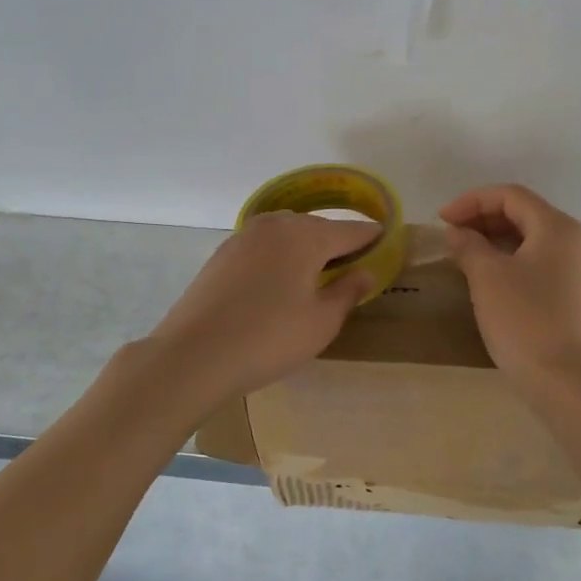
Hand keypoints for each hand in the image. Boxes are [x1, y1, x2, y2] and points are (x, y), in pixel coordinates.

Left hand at [143, 211, 379, 405]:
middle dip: (336, 242)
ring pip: (286, 234)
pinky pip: (263, 247)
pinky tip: (278, 282)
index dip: (371, 237)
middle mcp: (275, 225)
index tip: (387, 241)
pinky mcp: (222, 254)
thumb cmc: (269, 339)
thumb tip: (365, 272)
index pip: (350, 231)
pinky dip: (278, 257)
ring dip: (305, 248)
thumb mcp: (322, 321)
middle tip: (352, 266)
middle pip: (316, 227)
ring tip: (316, 275)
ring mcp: (244, 237)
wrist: (194, 355)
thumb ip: (348, 291)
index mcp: (306, 235)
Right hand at [439, 184, 580, 390]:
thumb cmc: (524, 319)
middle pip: (522, 213)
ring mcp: (575, 268)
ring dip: (493, 239)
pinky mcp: (570, 293)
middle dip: (482, 218)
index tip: (441, 219)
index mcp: (556, 226)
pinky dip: (508, 259)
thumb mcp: (487, 277)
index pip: (510, 195)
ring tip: (461, 253)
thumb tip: (456, 233)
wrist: (565, 380)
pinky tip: (485, 276)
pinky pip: (536, 261)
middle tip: (449, 235)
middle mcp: (572, 240)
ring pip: (529, 239)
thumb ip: (468, 246)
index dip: (471, 201)